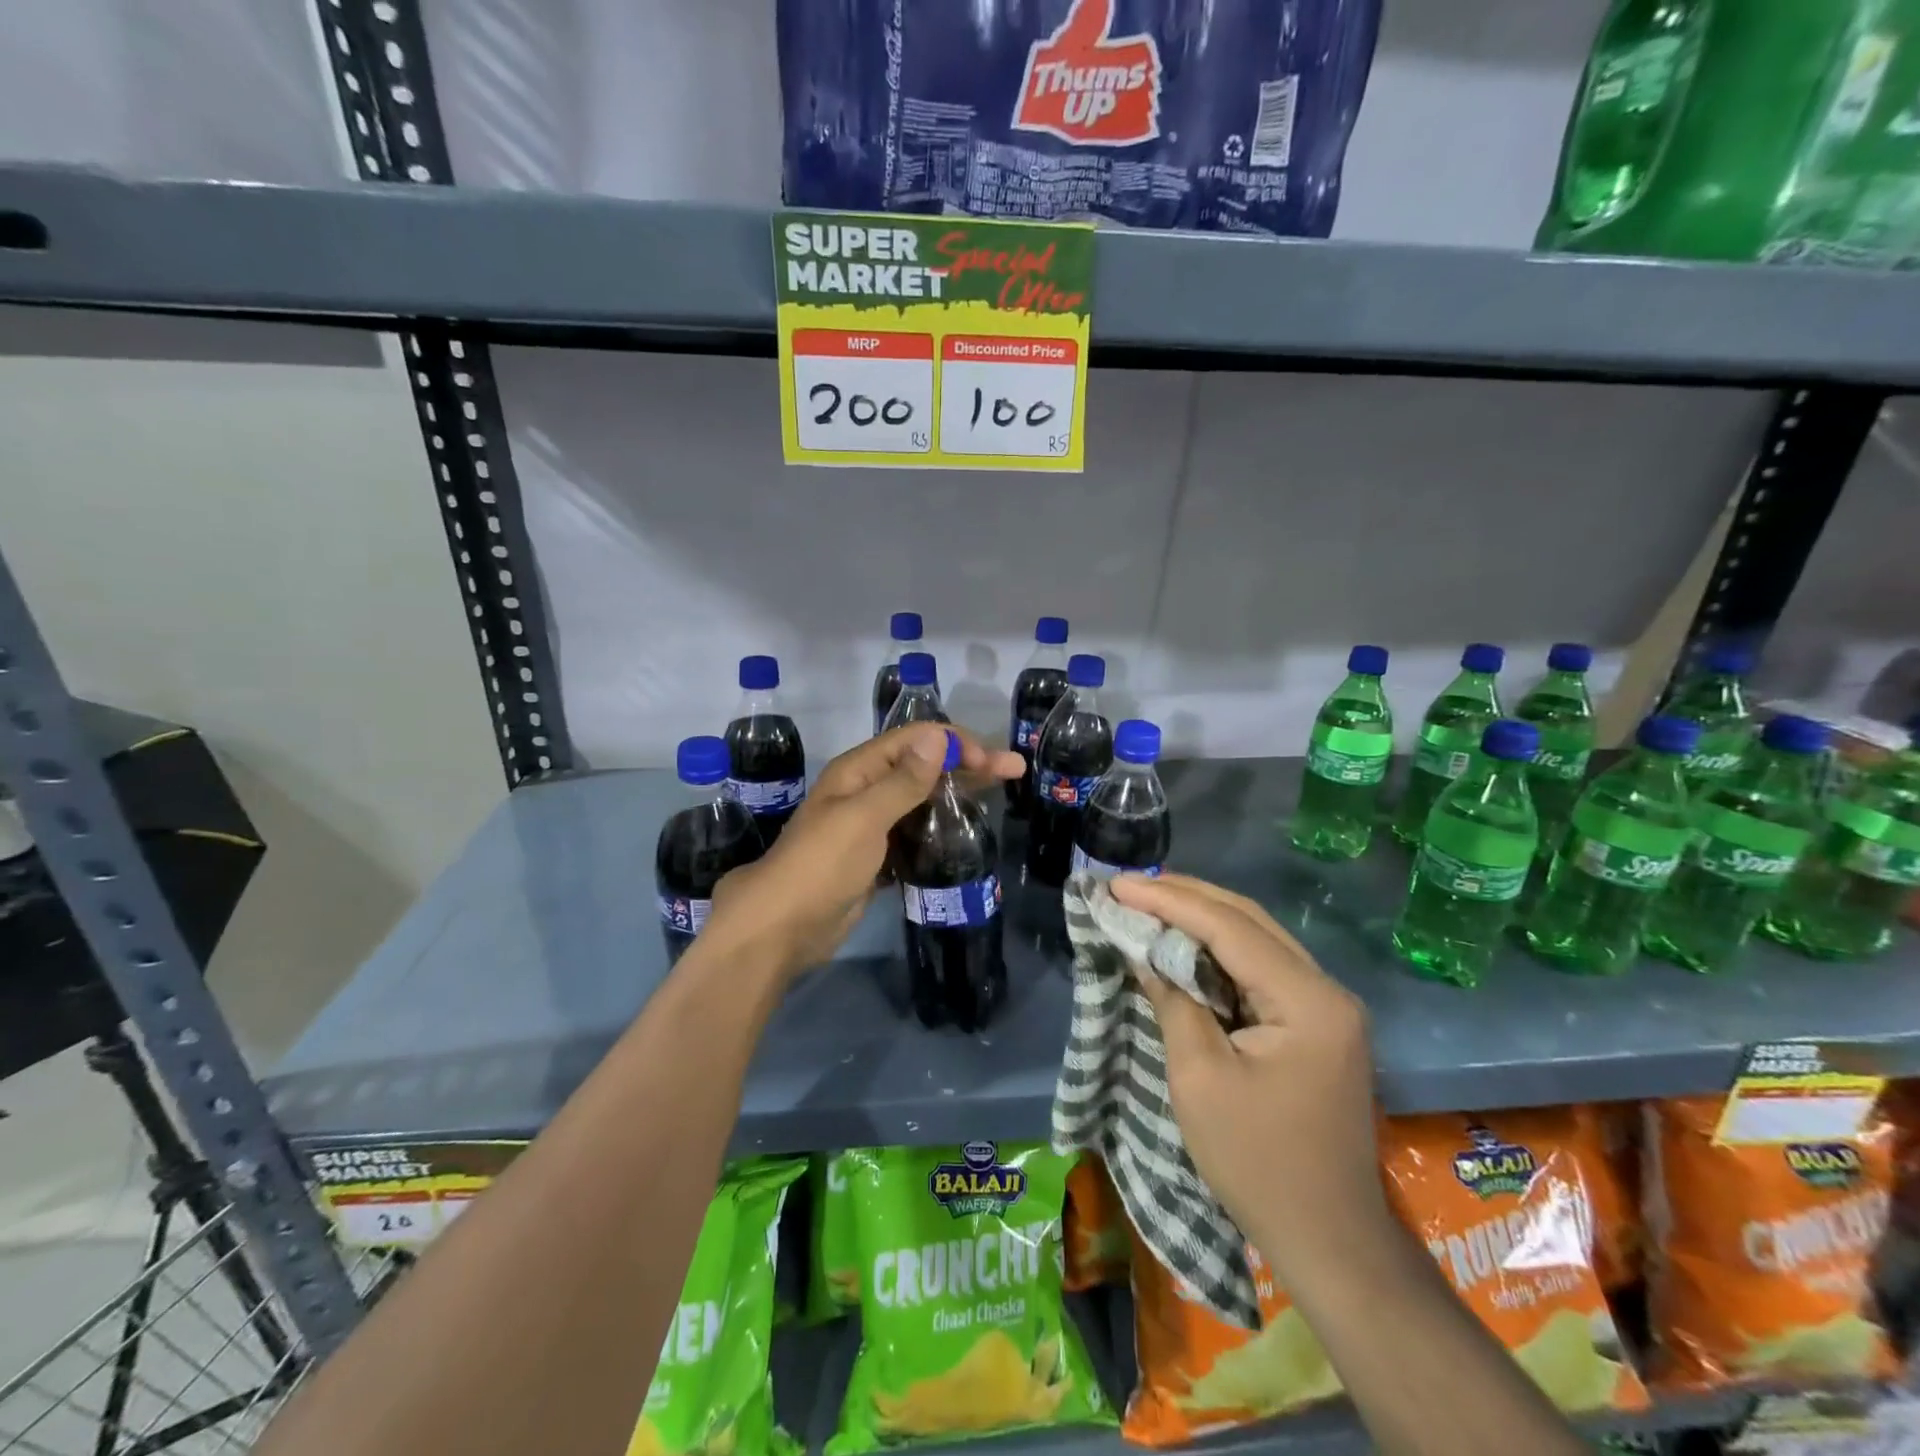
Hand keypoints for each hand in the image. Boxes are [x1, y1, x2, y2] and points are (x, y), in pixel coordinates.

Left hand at [704, 723, 1023, 980]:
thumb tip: (937, 738)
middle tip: (1014, 771)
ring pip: (922, 798)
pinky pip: (916, 831)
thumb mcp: (863, 817)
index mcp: (859, 770)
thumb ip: (902, 781)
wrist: (784, 927)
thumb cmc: (821, 865)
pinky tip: (965, 832)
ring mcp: (872, 824)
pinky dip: (940, 826)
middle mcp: (866, 790)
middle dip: (968, 764)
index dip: (955, 743)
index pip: (916, 739)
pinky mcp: (878, 856)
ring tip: (998, 798)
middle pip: (924, 765)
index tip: (993, 762)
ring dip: (957, 793)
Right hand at [1110, 873, 1387, 1266]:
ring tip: (1148, 903)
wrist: (1329, 1242)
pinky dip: (1218, 952)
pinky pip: (1261, 970)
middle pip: (1249, 921)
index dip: (1169, 901)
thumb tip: (1143, 949)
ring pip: (1256, 940)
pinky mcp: (1316, 1026)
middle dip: (1186, 898)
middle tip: (1129, 886)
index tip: (1117, 885)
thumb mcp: (1200, 1078)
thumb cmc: (1257, 1163)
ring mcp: (1326, 1008)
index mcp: (1308, 1001)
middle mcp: (1326, 990)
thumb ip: (1173, 1000)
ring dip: (1201, 920)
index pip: (1230, 928)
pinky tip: (1183, 945)